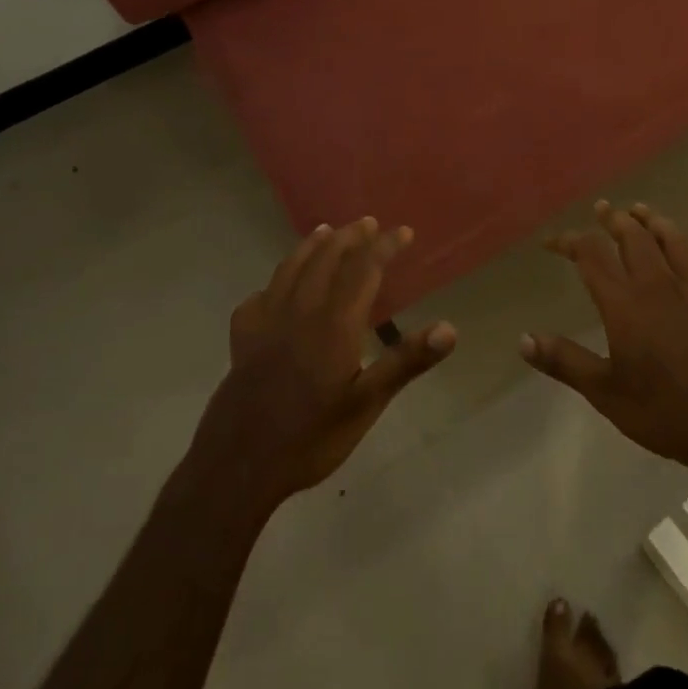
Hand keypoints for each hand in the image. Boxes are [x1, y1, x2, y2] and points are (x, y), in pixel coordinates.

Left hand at [190, 218, 455, 514]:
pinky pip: (259, 296)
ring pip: (290, 269)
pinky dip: (274, 282)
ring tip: (325, 231)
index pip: (364, 269)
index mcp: (334, 323)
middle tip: (367, 223)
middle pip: (326, 259)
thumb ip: (406, 362)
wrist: (238, 465)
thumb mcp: (366, 404)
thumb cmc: (311, 437)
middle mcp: (300, 310)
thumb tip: (449, 328)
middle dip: (350, 237)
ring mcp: (266, 321)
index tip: (404, 232)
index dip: (385, 247)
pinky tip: (276, 289)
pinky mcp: (242, 338)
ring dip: (311, 246)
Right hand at [522, 202, 687, 501]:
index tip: (551, 243)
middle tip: (602, 208)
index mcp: (625, 303)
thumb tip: (524, 339)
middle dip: (615, 220)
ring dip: (656, 224)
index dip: (569, 241)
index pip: (591, 254)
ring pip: (675, 245)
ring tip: (643, 212)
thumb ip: (564, 361)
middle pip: (635, 238)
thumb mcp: (605, 392)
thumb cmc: (664, 412)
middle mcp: (658, 287)